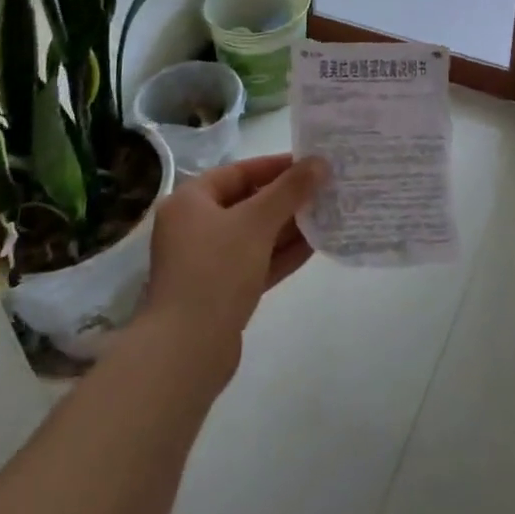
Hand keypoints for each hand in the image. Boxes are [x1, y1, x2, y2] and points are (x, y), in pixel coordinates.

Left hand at [140, 153, 326, 373]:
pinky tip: (316, 245)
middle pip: (247, 202)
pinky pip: (256, 262)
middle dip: (287, 198)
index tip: (312, 165)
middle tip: (325, 190)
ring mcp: (207, 262)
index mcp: (190, 201)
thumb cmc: (216, 271)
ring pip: (254, 234)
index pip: (239, 171)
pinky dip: (282, 253)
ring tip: (328, 214)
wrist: (186, 351)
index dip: (276, 166)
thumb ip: (290, 190)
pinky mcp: (221, 291)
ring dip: (289, 226)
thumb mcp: (257, 222)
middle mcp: (194, 227)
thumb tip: (321, 162)